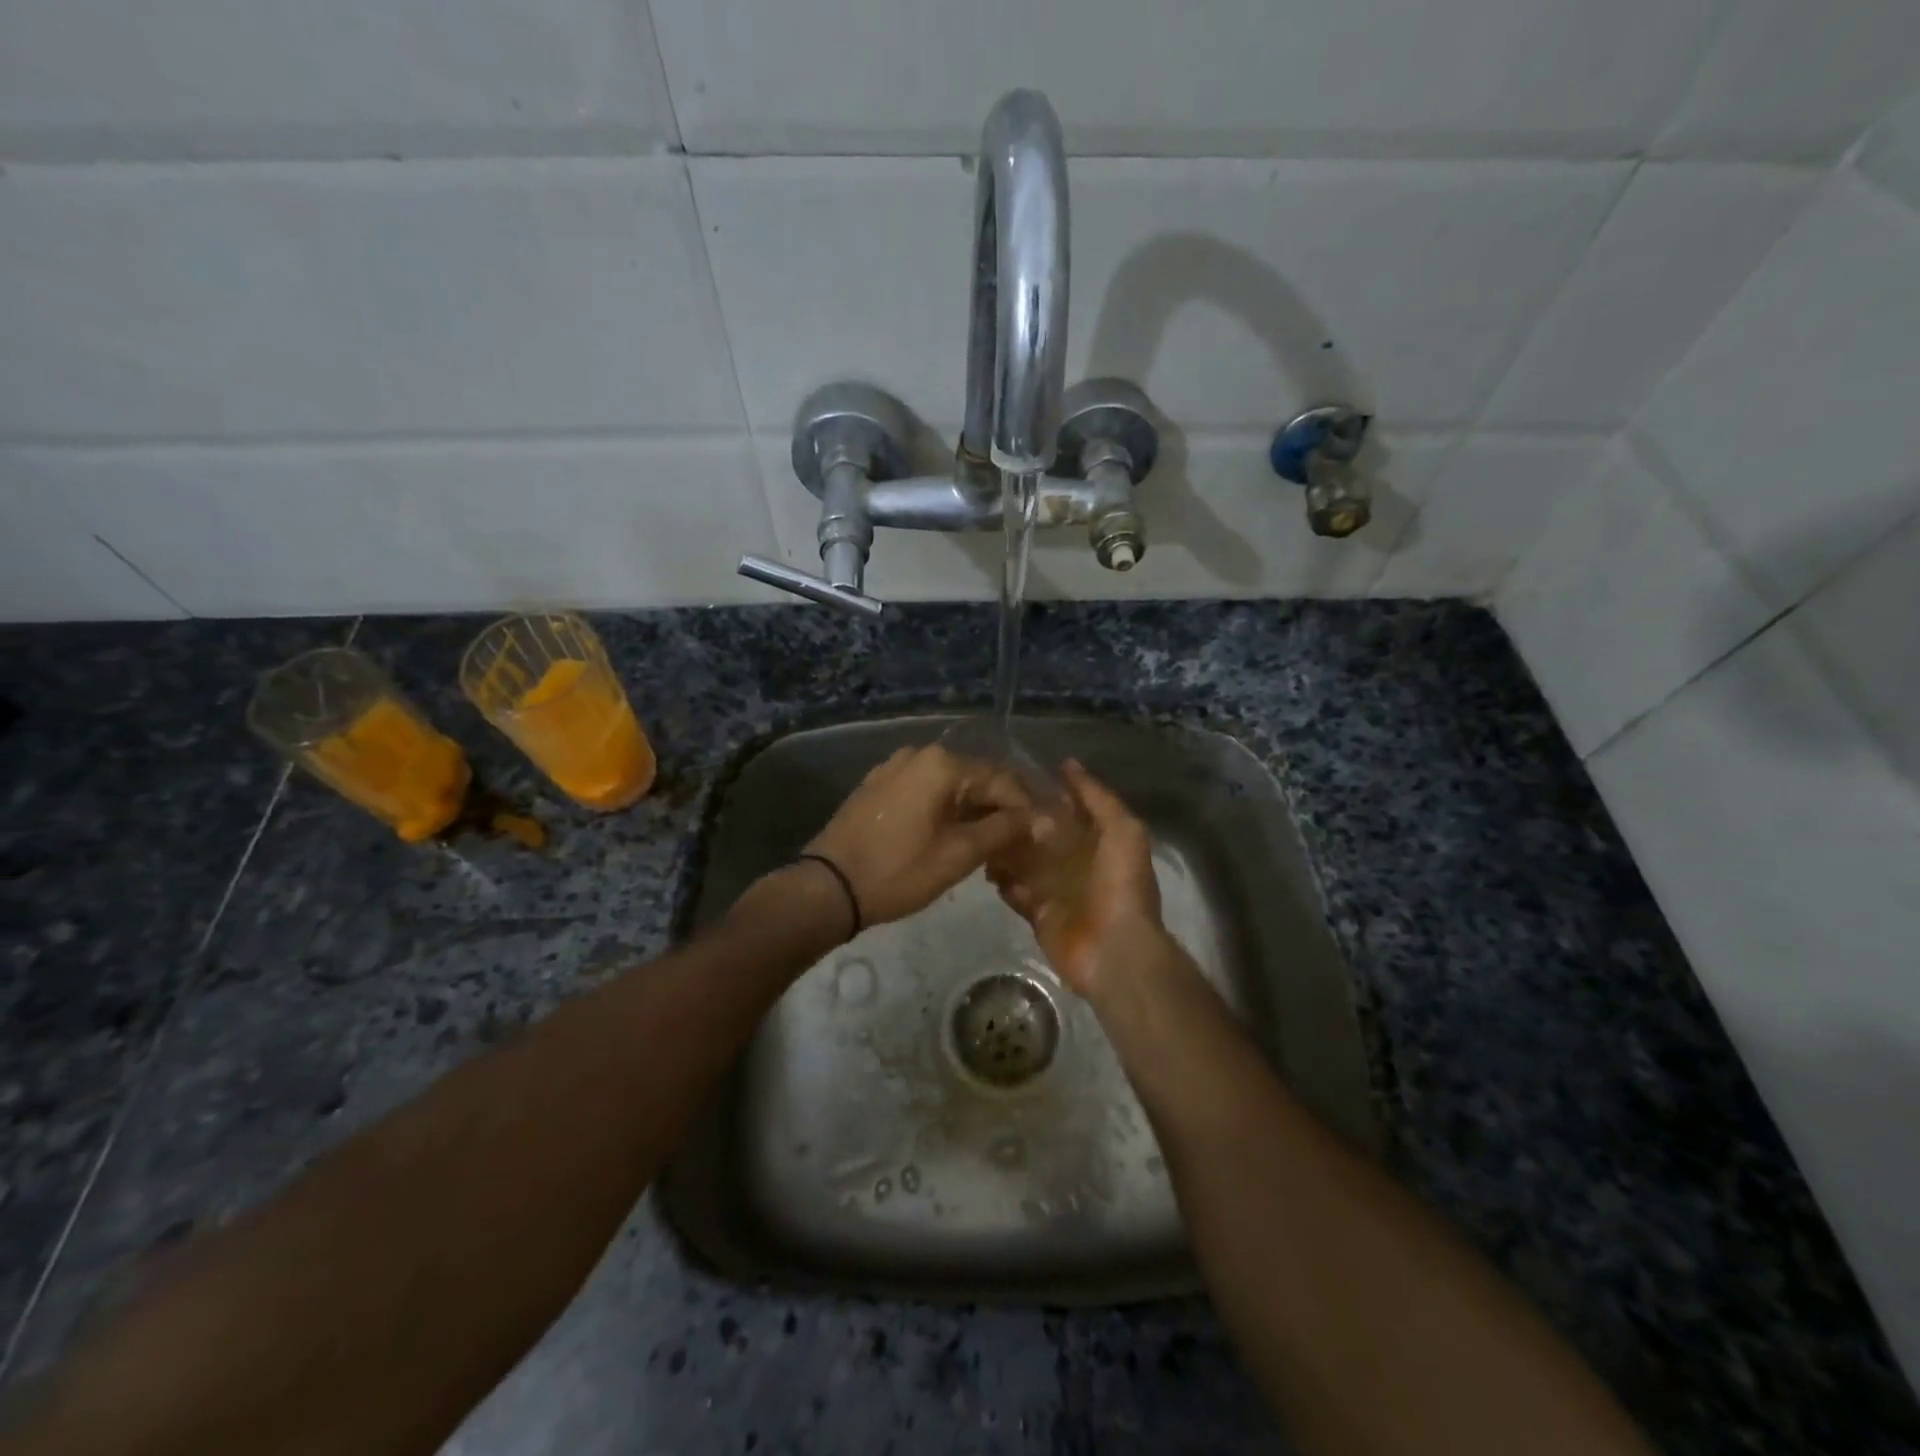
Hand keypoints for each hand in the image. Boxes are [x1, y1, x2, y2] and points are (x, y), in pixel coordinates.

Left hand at [805, 744, 1033, 926]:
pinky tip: (949, 836)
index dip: (1025, 808)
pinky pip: (924, 790)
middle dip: (999, 809)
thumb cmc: (898, 871)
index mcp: (943, 764)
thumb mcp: (958, 855)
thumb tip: (1041, 819)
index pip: (1002, 779)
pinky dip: (943, 809)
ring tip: (987, 845)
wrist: (828, 887)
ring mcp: (894, 767)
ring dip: (972, 810)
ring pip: (949, 785)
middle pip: (975, 778)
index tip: (1038, 838)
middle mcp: (919, 754)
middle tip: (1015, 846)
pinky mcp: (878, 785)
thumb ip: (1003, 831)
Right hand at [988, 759, 1164, 998]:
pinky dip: (1002, 881)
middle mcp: (1077, 861)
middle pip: (1042, 834)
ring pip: (1024, 861)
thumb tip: (1068, 764)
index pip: (1070, 809)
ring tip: (981, 832)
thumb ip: (1097, 798)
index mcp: (1100, 841)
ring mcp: (1056, 889)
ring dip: (1005, 849)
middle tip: (988, 804)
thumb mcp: (1123, 830)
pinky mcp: (1038, 914)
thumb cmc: (1121, 885)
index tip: (1015, 775)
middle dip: (1020, 820)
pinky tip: (986, 866)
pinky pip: (1015, 892)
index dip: (1047, 792)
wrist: (1115, 950)